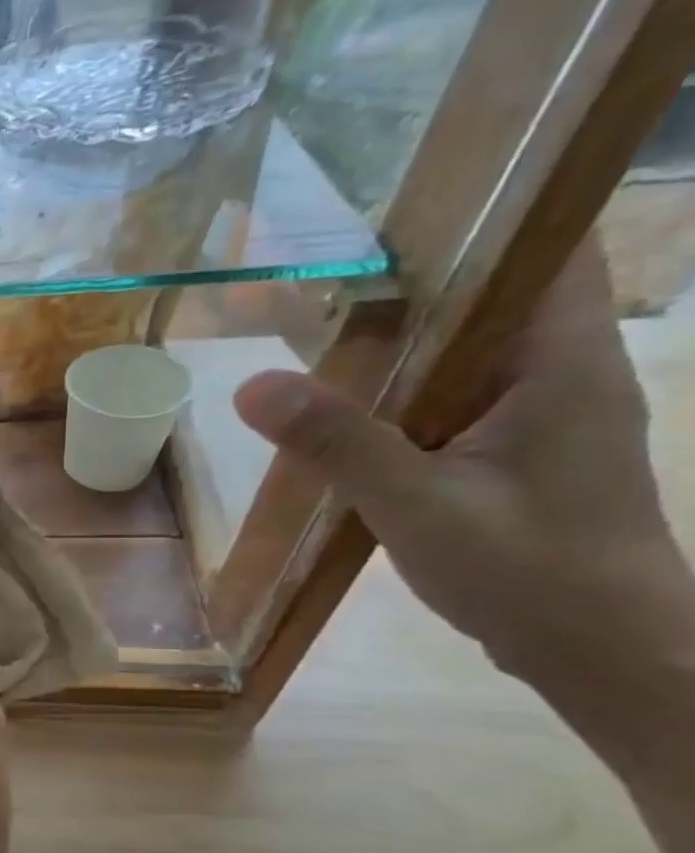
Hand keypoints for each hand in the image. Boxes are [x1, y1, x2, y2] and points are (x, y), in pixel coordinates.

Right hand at [232, 241, 694, 680]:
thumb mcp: (418, 506)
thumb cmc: (529, 572)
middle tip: (317, 262)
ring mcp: (535, 411)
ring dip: (398, 333)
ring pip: (464, 346)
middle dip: (413, 273)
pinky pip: (449, 392)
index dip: (484, 212)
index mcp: (560, 362)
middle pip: (492, 292)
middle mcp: (557, 370)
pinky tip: (339, 400)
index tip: (395, 202)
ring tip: (310, 320)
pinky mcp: (509, 447)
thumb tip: (251, 385)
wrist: (601, 651)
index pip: (547, 248)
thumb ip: (339, 443)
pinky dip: (397, 384)